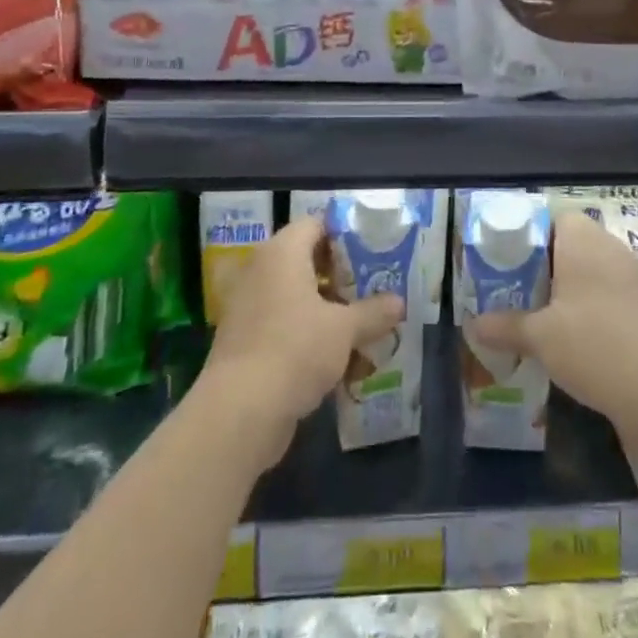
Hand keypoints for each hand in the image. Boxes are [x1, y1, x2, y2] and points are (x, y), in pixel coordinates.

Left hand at [199, 216, 404, 469]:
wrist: (239, 412)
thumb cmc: (295, 350)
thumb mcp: (345, 329)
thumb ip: (373, 312)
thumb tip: (398, 303)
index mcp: (282, 253)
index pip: (316, 224)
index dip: (345, 235)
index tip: (373, 252)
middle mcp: (261, 271)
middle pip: (307, 261)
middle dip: (341, 277)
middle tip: (374, 289)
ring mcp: (249, 307)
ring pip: (297, 298)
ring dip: (328, 311)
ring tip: (362, 327)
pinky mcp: (245, 341)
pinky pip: (285, 326)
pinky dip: (309, 336)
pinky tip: (339, 360)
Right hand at [471, 209, 637, 433]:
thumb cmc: (591, 345)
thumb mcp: (539, 337)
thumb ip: (505, 327)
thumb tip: (473, 325)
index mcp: (583, 241)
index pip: (557, 217)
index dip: (533, 234)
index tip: (512, 260)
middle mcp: (611, 249)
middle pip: (575, 243)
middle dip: (549, 264)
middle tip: (521, 289)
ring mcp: (634, 277)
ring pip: (595, 270)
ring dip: (573, 287)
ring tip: (545, 315)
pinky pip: (613, 293)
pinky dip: (595, 306)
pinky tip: (578, 336)